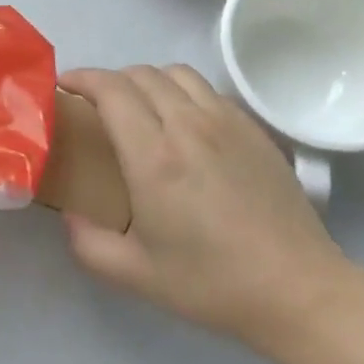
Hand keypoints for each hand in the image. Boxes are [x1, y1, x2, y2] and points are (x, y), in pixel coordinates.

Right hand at [59, 65, 348, 354]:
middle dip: (110, 80)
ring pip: (175, 72)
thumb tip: (69, 216)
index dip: (82, 77)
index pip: (110, 89)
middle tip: (98, 105)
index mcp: (153, 155)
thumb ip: (88, 244)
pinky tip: (185, 123)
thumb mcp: (136, 275)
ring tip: (141, 107)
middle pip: (139, 73)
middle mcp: (187, 125)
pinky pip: (207, 90)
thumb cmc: (213, 284)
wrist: (298, 291)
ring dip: (148, 80)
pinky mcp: (253, 127)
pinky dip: (183, 93)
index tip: (65, 86)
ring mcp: (225, 121)